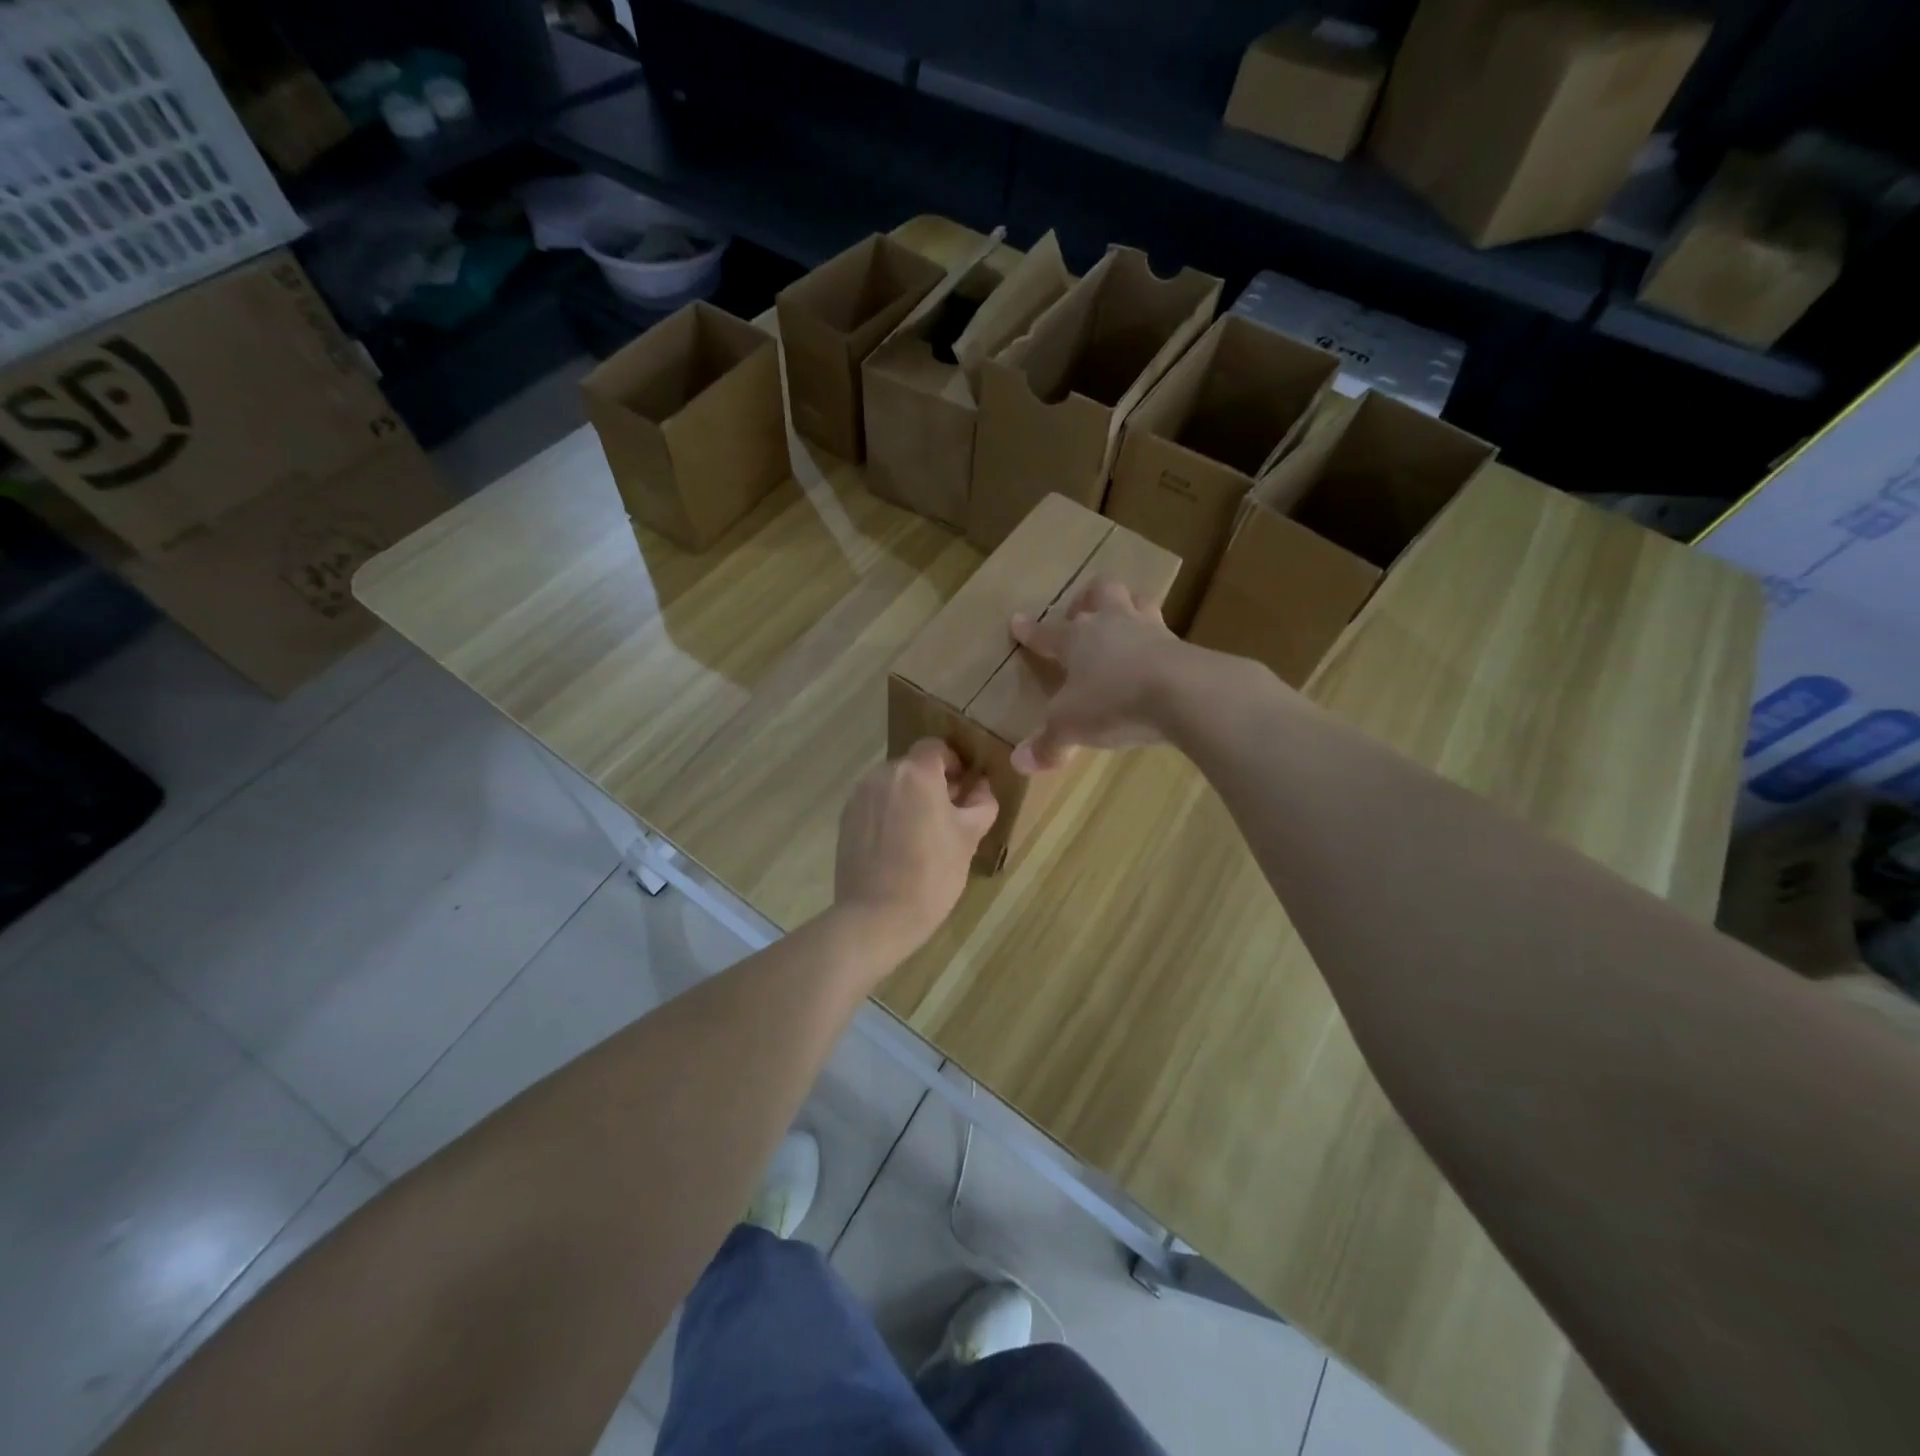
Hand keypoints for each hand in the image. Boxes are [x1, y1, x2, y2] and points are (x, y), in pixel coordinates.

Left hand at [834, 740, 997, 958]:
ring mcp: (859, 796)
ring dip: (908, 798)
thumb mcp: (969, 837)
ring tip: (921, 834)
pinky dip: (888, 814)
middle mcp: (882, 774)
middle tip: (947, 816)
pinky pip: (874, 804)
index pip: (935, 747)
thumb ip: (981, 803)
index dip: (953, 763)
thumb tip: (982, 787)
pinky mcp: (845, 819)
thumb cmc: (932, 873)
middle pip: (912, 766)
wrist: (877, 916)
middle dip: (931, 783)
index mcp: (916, 773)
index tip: (963, 788)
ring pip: (891, 785)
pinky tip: (897, 846)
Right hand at [1009, 578, 1184, 773]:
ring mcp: (1150, 630)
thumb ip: (1047, 744)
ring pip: (1138, 601)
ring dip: (1128, 606)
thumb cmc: (1112, 701)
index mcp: (1076, 639)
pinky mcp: (1182, 646)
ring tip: (1124, 622)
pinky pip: (1166, 634)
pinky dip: (1157, 641)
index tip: (1017, 622)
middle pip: (1100, 592)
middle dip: (1088, 598)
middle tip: (1083, 613)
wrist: (1182, 692)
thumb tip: (1019, 762)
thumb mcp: (1070, 727)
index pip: (1046, 632)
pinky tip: (1156, 656)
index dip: (1030, 630)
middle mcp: (1111, 624)